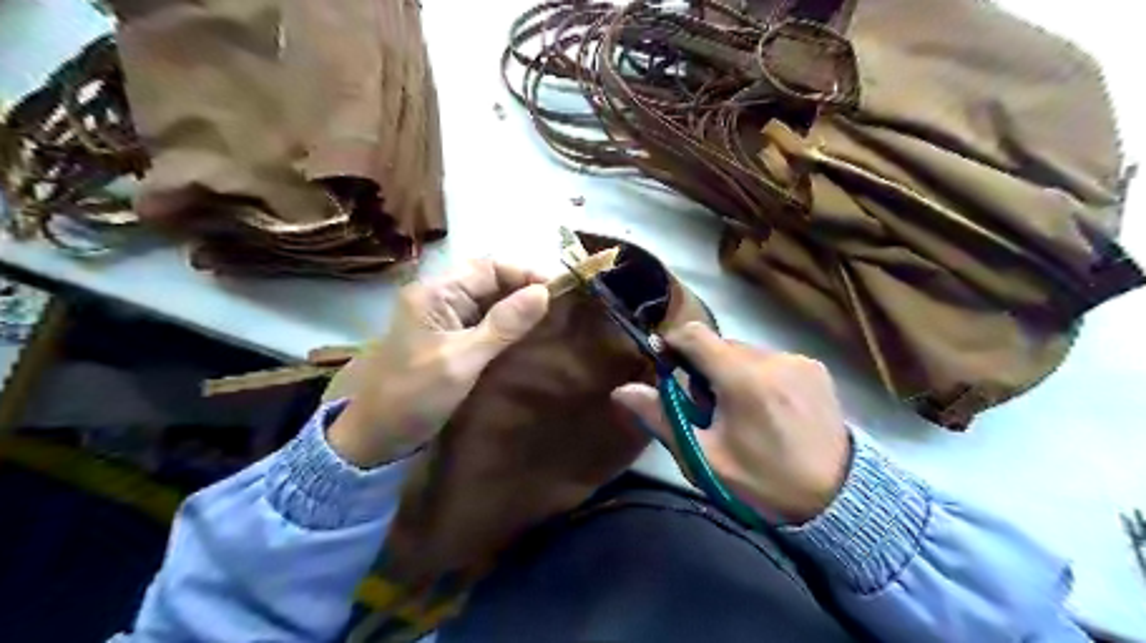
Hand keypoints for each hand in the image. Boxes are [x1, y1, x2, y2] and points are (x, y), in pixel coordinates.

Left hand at [328, 258, 549, 467]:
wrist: (375, 436)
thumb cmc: (414, 396)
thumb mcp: (462, 360)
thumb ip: (503, 326)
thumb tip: (544, 292)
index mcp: (435, 293)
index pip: (489, 267)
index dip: (526, 274)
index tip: (560, 292)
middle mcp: (440, 297)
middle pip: (490, 281)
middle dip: (525, 290)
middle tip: (561, 309)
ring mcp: (444, 319)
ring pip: (490, 301)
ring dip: (519, 308)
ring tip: (552, 321)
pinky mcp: (449, 338)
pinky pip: (484, 322)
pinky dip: (507, 326)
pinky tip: (529, 337)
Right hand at [617, 324, 849, 524]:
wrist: (838, 501)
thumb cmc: (763, 482)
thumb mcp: (705, 458)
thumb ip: (662, 419)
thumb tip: (622, 390)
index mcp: (743, 379)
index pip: (696, 334)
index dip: (674, 343)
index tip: (667, 365)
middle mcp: (773, 359)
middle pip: (721, 345)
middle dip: (705, 368)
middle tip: (709, 408)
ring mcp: (799, 361)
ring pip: (746, 352)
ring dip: (733, 372)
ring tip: (743, 411)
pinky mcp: (816, 369)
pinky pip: (772, 360)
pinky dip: (760, 376)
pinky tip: (770, 408)